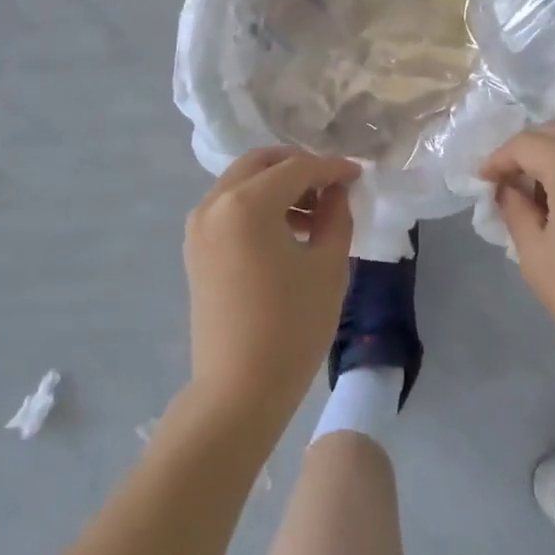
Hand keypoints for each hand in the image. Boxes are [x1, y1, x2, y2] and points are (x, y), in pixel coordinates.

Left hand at [184, 148, 360, 421]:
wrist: (238, 391)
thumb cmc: (291, 326)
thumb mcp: (328, 265)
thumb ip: (336, 215)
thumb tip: (336, 189)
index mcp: (247, 203)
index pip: (297, 167)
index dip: (332, 168)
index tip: (358, 174)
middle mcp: (215, 203)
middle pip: (261, 162)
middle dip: (299, 166)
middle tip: (332, 186)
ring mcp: (200, 226)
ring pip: (242, 182)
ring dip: (278, 185)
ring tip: (314, 214)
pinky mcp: (196, 248)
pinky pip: (229, 206)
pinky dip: (258, 205)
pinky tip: (287, 231)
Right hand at [481, 122, 554, 389]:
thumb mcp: (536, 256)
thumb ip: (514, 209)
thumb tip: (506, 188)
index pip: (525, 143)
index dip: (498, 159)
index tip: (482, 183)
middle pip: (554, 133)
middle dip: (524, 152)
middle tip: (505, 184)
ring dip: (551, 158)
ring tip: (534, 196)